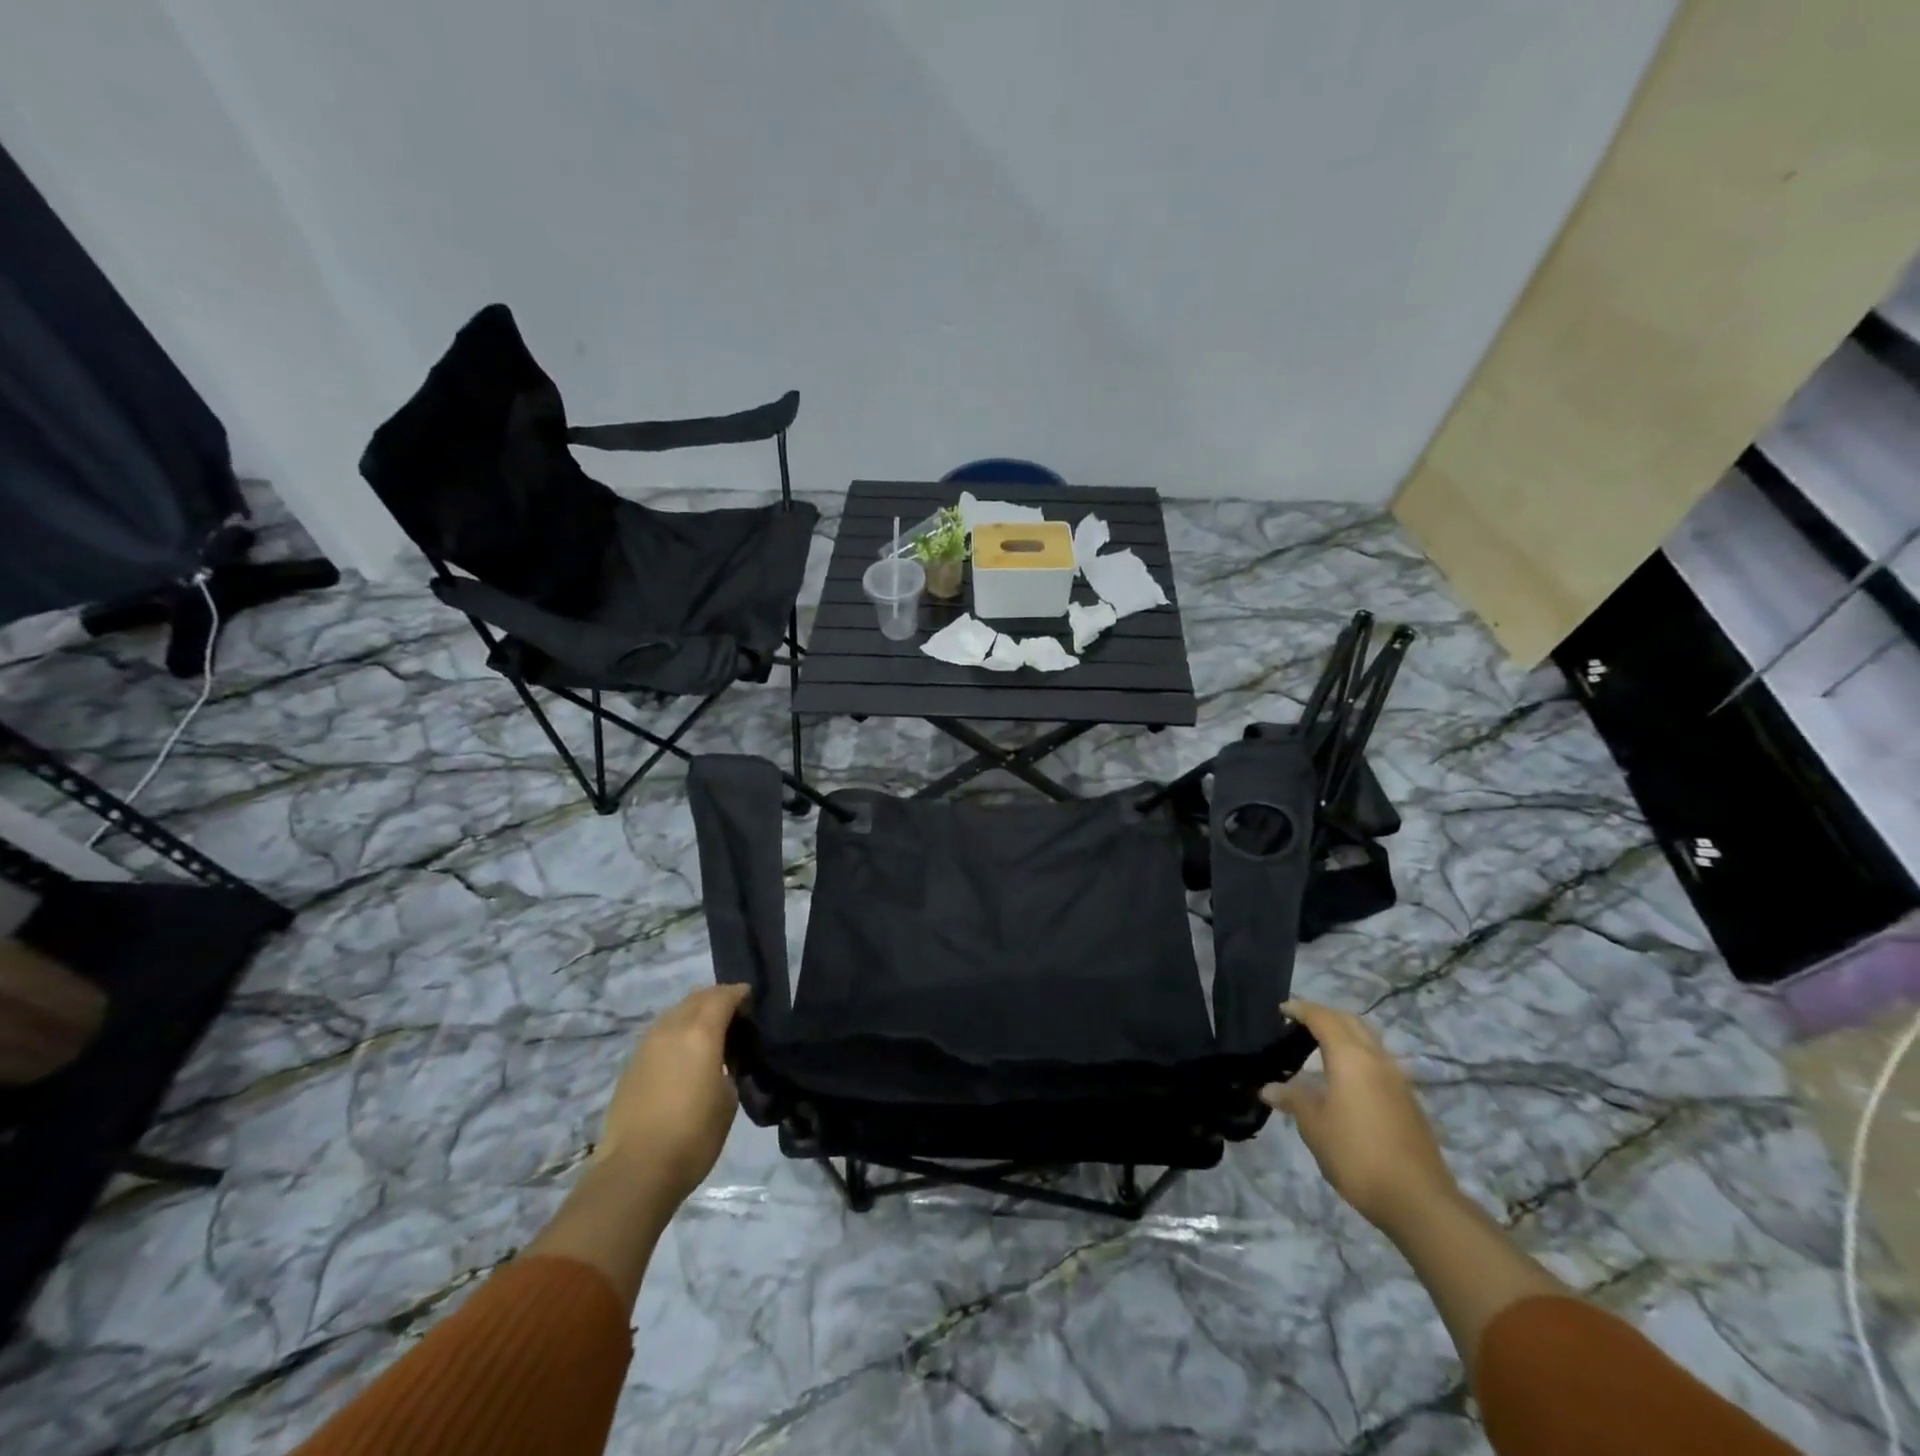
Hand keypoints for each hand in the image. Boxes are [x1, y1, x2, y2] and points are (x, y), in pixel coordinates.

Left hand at [594, 983, 748, 1213]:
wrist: (635, 1171)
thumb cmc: (693, 1136)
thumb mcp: (728, 1099)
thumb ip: (728, 1067)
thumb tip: (722, 1060)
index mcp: (700, 1032)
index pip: (723, 996)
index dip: (740, 994)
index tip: (752, 1001)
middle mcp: (671, 1029)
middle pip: (696, 998)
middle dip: (716, 999)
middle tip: (734, 1015)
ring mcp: (646, 1046)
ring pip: (675, 1014)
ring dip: (694, 1015)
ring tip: (709, 1036)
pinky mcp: (631, 1065)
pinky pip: (660, 1034)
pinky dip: (676, 1034)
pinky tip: (684, 1056)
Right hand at [1261, 999, 1457, 1232]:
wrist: (1419, 1200)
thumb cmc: (1357, 1154)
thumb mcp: (1314, 1126)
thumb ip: (1293, 1099)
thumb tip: (1269, 1089)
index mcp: (1351, 1057)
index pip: (1323, 1018)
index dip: (1301, 1009)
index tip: (1281, 1009)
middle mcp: (1377, 1059)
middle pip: (1350, 1021)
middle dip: (1325, 1016)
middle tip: (1300, 1024)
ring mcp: (1398, 1080)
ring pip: (1368, 1040)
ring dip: (1345, 1035)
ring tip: (1320, 1049)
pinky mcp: (1408, 1100)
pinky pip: (1378, 1062)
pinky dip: (1357, 1056)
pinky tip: (1345, 1080)